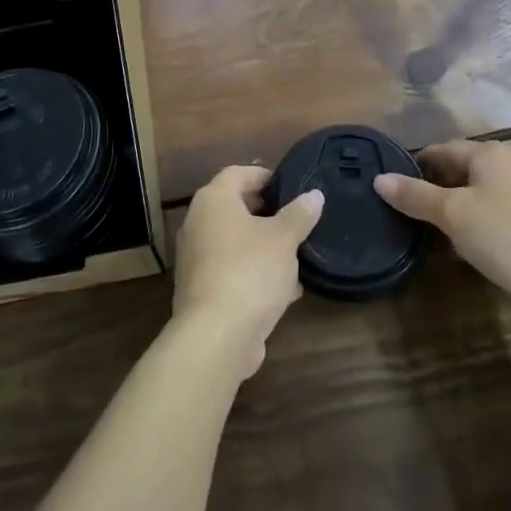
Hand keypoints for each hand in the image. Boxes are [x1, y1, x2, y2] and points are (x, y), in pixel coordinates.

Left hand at [174, 166, 323, 378]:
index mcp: (213, 200)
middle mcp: (198, 223)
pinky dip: (255, 273)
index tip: (291, 186)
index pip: (237, 173)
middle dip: (267, 213)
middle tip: (297, 218)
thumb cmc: (250, 271)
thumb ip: (299, 214)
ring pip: (236, 242)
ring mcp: (197, 258)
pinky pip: (233, 270)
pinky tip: (286, 289)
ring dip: (264, 246)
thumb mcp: (283, 239)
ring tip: (297, 254)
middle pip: (235, 207)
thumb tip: (314, 195)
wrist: (216, 336)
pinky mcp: (202, 289)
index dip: (264, 176)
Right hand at [375, 141, 510, 306]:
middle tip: (399, 210)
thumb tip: (379, 180)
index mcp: (490, 154)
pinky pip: (488, 216)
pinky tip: (455, 246)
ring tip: (420, 229)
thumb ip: (415, 195)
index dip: (414, 165)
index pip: (441, 149)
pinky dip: (469, 226)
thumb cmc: (506, 236)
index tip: (388, 185)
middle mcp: (507, 167)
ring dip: (449, 210)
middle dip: (430, 188)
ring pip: (473, 196)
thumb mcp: (453, 214)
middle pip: (457, 171)